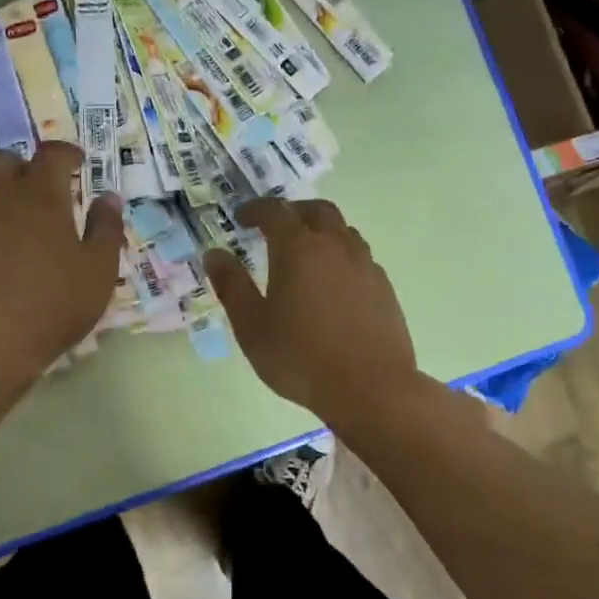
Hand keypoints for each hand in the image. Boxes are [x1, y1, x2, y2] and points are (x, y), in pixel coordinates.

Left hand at [0, 141, 124, 392]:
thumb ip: (106, 230)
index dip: (66, 154)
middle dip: (22, 170)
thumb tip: (108, 197)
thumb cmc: (49, 310)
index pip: (53, 153)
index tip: (75, 164)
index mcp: (40, 195)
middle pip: (4, 160)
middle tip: (35, 194)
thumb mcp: (98, 274)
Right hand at [204, 198, 420, 427]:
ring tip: (304, 253)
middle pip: (317, 211)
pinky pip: (359, 256)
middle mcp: (336, 246)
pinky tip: (332, 283)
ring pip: (343, 231)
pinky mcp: (384, 288)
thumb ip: (231, 285)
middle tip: (274, 226)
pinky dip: (340, 255)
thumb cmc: (300, 357)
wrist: (371, 388)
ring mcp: (365, 265)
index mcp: (299, 248)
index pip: (275, 212)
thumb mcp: (252, 325)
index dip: (255, 209)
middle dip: (292, 211)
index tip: (241, 217)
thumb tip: (214, 254)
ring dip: (321, 230)